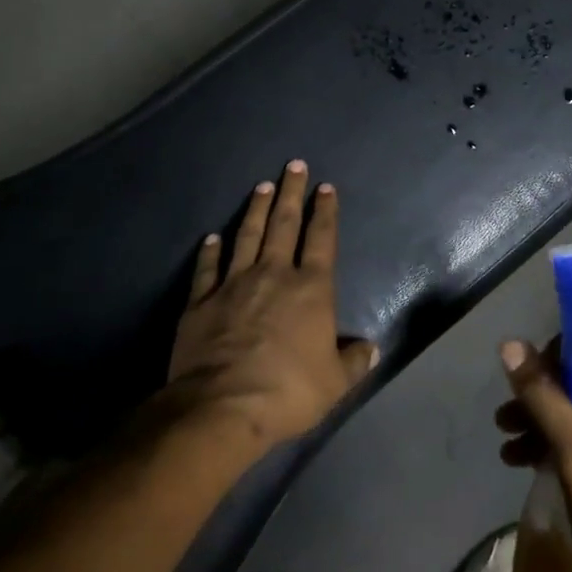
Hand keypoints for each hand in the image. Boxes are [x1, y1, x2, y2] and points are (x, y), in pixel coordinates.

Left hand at [165, 161, 377, 451]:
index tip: (325, 187)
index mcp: (310, 289)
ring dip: (254, 209)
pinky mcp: (201, 302)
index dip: (325, 212)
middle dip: (290, 193)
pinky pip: (207, 269)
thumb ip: (353, 362)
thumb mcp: (334, 383)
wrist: (223, 406)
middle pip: (283, 225)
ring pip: (246, 236)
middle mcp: (273, 275)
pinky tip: (212, 237)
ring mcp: (233, 284)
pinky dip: (210, 251)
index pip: (322, 240)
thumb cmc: (288, 391)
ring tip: (261, 186)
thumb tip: (371, 348)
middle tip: (293, 165)